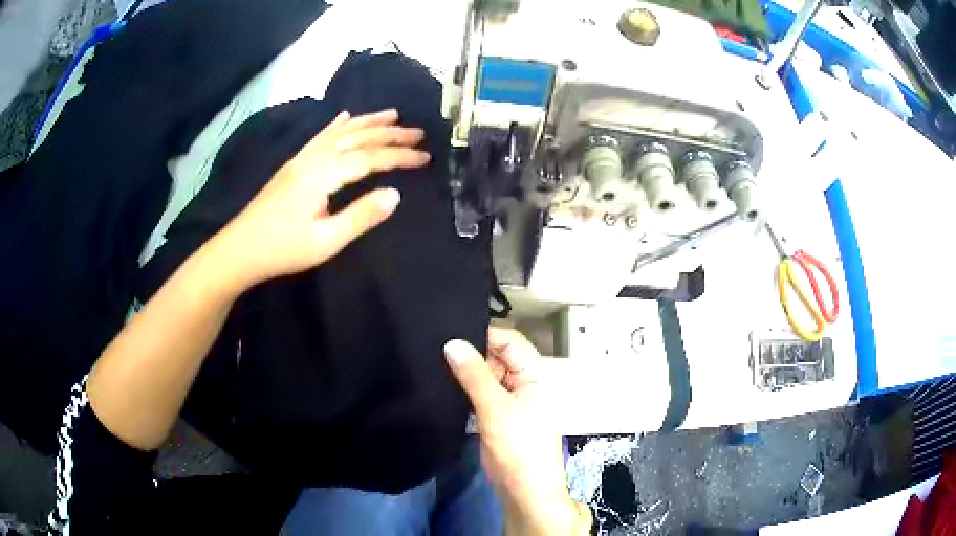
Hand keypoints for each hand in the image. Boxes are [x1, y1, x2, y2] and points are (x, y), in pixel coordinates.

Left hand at [212, 108, 429, 291]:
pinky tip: (345, 117)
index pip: (369, 158)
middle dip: (390, 133)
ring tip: (392, 115)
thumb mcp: (326, 241)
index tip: (425, 157)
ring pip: (339, 132)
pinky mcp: (293, 165)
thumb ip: (361, 216)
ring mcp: (301, 159)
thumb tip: (395, 195)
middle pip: (357, 137)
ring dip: (368, 122)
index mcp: (322, 175)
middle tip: (419, 132)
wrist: (240, 249)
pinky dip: (337, 124)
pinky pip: (320, 136)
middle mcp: (313, 158)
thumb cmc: (282, 249)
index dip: (399, 156)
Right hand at [445, 328, 586, 534]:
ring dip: (465, 371)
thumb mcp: (496, 408)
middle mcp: (523, 382)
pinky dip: (464, 389)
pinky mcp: (495, 416)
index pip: (510, 340)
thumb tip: (451, 343)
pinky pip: (479, 394)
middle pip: (496, 356)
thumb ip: (474, 375)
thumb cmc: (519, 446)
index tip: (450, 330)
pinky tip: (441, 383)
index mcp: (534, 374)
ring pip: (486, 375)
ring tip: (432, 361)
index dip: (483, 334)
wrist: (523, 489)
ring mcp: (509, 400)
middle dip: (471, 352)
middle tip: (434, 345)